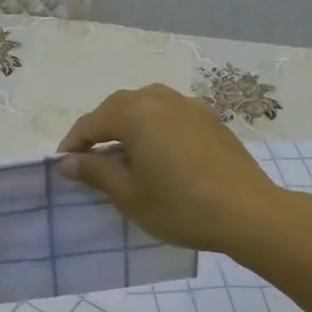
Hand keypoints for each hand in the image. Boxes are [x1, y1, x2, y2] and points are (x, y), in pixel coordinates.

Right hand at [58, 84, 285, 254]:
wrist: (248, 212)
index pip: (91, 122)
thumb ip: (95, 172)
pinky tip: (158, 150)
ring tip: (122, 151)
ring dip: (127, 123)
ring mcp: (190, 106)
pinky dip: (154, 125)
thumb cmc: (180, 206)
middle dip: (99, 129)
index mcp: (135, 113)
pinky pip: (171, 113)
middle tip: (89, 158)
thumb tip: (68, 161)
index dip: (73, 143)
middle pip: (118, 106)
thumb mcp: (129, 195)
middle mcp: (160, 99)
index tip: (62, 165)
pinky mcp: (210, 119)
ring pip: (146, 105)